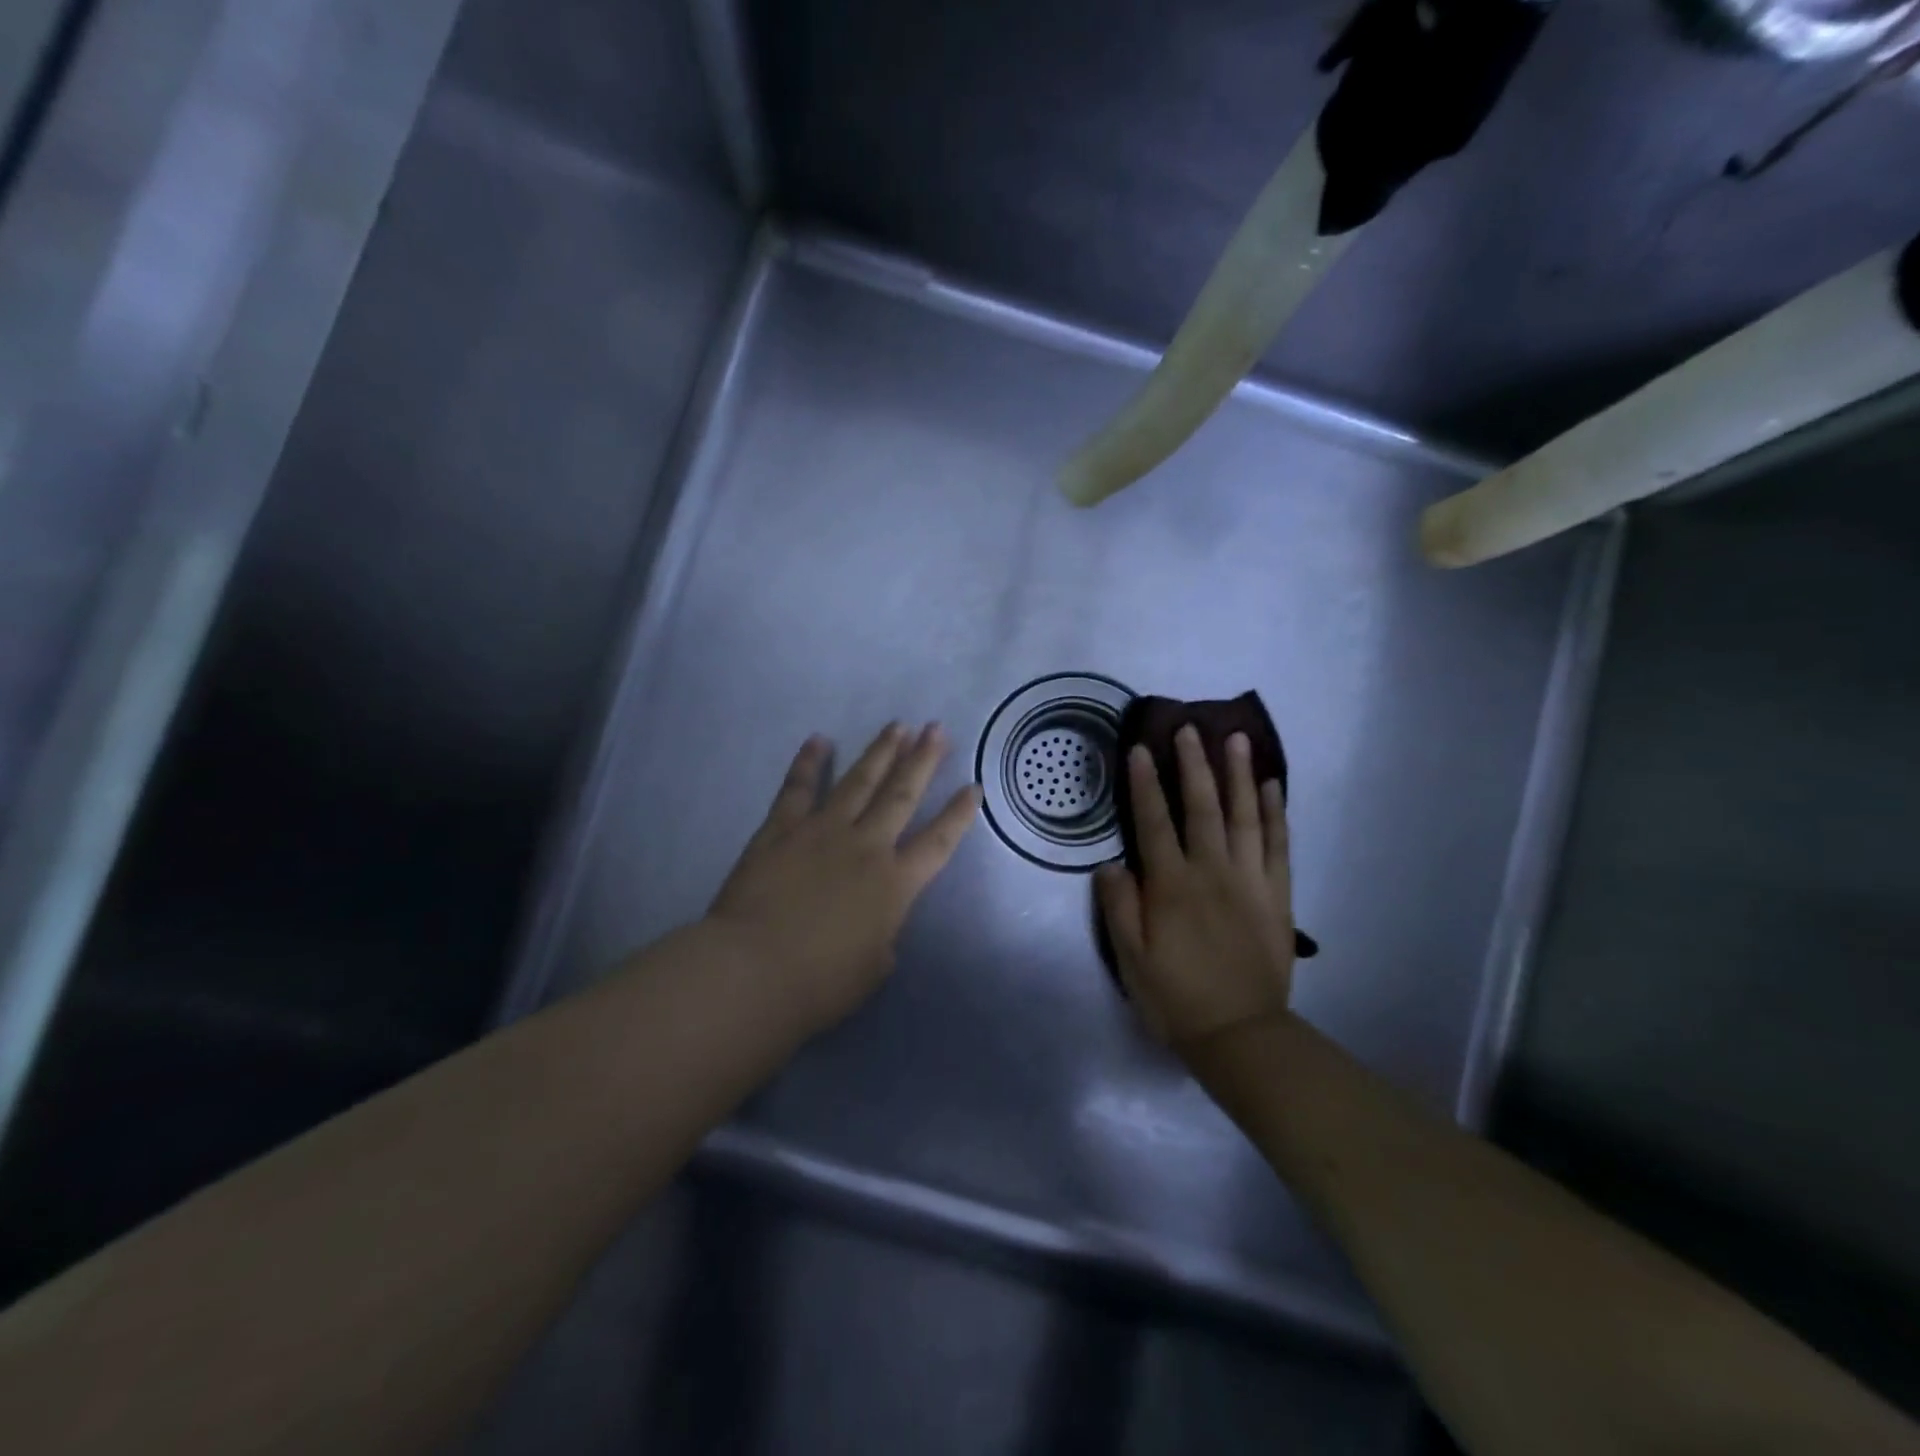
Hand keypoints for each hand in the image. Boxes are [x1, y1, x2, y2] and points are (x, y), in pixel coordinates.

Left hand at [708, 723, 980, 1030]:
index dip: (959, 814)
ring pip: (859, 782)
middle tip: (936, 729)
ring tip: (897, 726)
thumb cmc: (820, 983)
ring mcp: (822, 831)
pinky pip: (798, 788)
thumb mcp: (872, 970)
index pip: (939, 841)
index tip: (975, 787)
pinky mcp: (781, 830)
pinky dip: (808, 763)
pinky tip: (818, 740)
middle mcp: (866, 846)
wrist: (754, 971)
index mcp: (895, 883)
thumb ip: (882, 940)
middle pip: (902, 795)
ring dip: (880, 752)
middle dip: (923, 760)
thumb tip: (876, 930)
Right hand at [1096, 726, 1296, 1050]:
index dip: (1145, 784)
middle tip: (1188, 727)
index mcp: (1171, 886)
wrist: (1240, 1034)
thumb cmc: (1176, 996)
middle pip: (1202, 807)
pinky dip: (1274, 813)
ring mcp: (1250, 880)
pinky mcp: (1277, 894)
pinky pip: (1278, 845)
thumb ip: (1118, 907)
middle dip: (1193, 764)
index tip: (1141, 749)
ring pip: (1244, 816)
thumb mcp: (1130, 959)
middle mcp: (1212, 872)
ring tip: (1234, 738)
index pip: (1154, 823)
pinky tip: (1271, 787)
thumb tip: (1110, 863)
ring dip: (1238, 774)